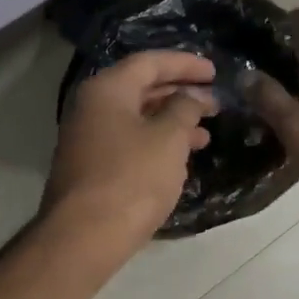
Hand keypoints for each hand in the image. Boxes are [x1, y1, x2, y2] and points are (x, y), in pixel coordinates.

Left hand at [44, 50, 217, 255]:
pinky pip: (129, 141)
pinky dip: (157, 142)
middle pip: (141, 88)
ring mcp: (88, 138)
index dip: (185, 64)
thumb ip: (185, 109)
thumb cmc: (131, 178)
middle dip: (180, 93)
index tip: (215, 72)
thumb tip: (192, 97)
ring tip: (206, 134)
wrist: (83, 237)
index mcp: (107, 89)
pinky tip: (181, 157)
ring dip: (172, 121)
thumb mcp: (168, 139)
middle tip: (214, 102)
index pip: (149, 62)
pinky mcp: (91, 166)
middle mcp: (92, 106)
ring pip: (137, 117)